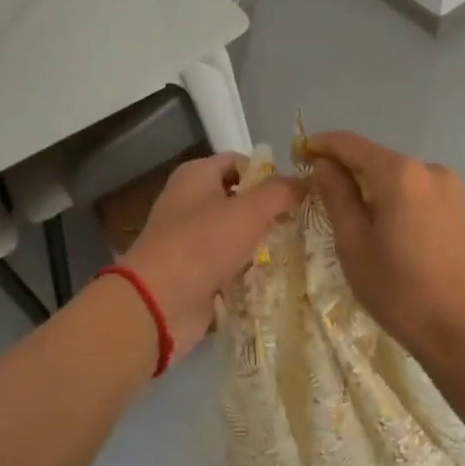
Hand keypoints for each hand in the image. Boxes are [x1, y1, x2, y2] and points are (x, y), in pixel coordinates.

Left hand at [120, 153, 305, 362]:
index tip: (299, 192)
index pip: (240, 162)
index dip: (269, 173)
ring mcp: (191, 239)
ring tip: (300, 249)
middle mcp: (191, 202)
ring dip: (263, 243)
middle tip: (305, 223)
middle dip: (271, 211)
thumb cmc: (202, 244)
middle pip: (240, 199)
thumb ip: (280, 192)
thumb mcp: (248, 211)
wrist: (159, 303)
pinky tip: (279, 276)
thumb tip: (305, 183)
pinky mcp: (195, 272)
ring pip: (237, 234)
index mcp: (196, 175)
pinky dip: (250, 269)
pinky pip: (231, 264)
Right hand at [305, 131, 464, 357]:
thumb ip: (337, 196)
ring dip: (374, 186)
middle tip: (321, 192)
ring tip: (355, 217)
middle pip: (377, 158)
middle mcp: (429, 168)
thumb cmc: (399, 291)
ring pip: (399, 176)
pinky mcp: (464, 206)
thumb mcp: (354, 245)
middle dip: (347, 169)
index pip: (351, 144)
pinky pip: (420, 191)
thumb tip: (324, 164)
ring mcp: (452, 187)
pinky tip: (389, 228)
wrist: (464, 331)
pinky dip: (398, 199)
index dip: (322, 145)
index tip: (300, 154)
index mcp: (400, 174)